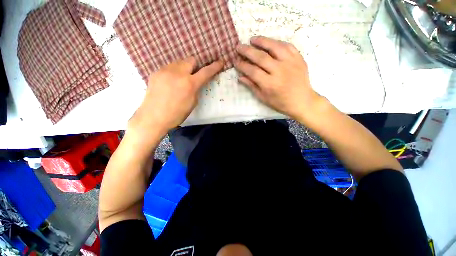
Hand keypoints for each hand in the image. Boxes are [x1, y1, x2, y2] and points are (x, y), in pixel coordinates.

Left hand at [129, 57, 223, 137]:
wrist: (153, 117)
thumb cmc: (177, 114)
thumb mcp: (192, 103)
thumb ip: (196, 89)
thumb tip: (196, 82)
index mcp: (189, 84)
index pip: (206, 72)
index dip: (214, 67)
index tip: (220, 62)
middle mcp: (178, 73)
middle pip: (191, 60)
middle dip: (196, 66)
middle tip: (194, 75)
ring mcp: (165, 71)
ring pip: (179, 62)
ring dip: (184, 68)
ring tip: (180, 80)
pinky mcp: (156, 72)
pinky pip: (169, 68)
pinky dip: (174, 72)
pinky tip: (170, 83)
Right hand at [234, 36, 323, 121]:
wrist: (302, 101)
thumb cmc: (280, 102)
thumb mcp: (263, 98)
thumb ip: (252, 86)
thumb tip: (240, 77)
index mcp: (270, 84)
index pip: (252, 71)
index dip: (242, 66)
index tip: (236, 62)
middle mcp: (279, 71)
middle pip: (261, 57)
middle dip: (247, 51)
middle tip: (239, 46)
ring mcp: (290, 63)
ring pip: (274, 47)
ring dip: (262, 41)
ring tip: (252, 39)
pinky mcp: (299, 58)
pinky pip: (287, 46)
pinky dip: (277, 42)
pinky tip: (270, 42)